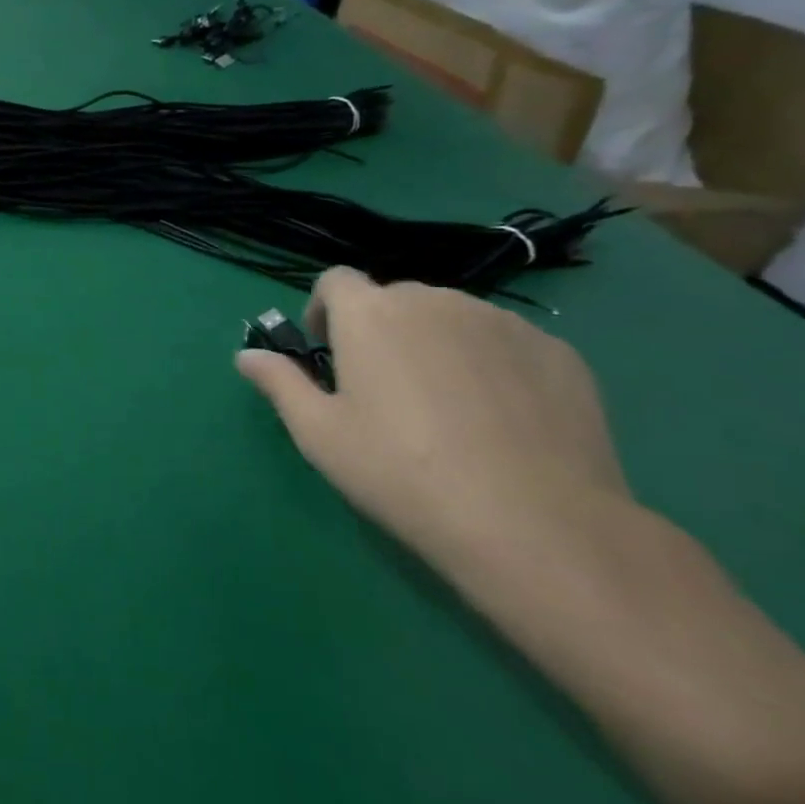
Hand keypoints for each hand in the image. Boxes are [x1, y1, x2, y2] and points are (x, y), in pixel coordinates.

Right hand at [236, 269, 636, 572]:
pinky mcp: (558, 353)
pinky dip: (490, 365)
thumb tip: (246, 355)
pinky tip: (499, 420)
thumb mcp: (318, 433)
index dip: (325, 310)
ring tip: (445, 407)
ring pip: (453, 319)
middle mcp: (435, 301)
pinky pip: (506, 344)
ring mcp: (503, 323)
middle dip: (381, 330)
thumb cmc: (400, 471)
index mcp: (370, 314)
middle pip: (396, 299)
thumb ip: (279, 383)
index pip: (336, 281)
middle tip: (383, 389)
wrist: (532, 522)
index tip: (329, 353)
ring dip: (435, 344)